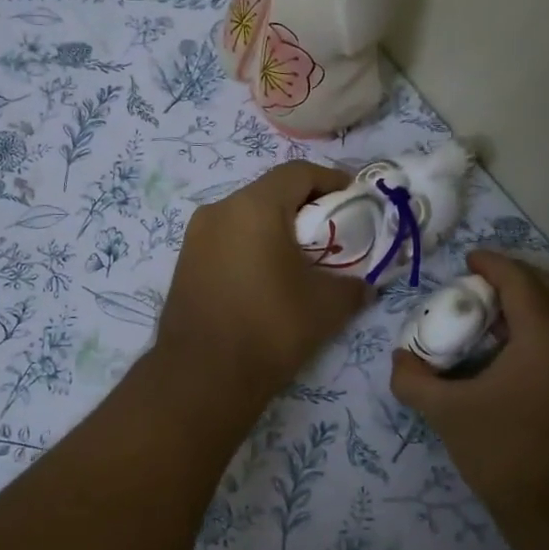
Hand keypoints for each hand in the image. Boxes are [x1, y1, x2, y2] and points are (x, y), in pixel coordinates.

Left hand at [156, 161, 370, 399]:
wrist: (203, 377)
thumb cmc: (271, 328)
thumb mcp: (327, 306)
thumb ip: (354, 285)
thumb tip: (364, 285)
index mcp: (254, 207)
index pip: (298, 173)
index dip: (332, 180)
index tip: (355, 198)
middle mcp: (219, 210)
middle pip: (269, 192)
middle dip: (305, 205)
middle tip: (332, 230)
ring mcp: (195, 237)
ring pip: (245, 216)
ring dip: (276, 228)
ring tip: (302, 257)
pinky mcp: (185, 263)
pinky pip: (227, 239)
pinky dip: (252, 246)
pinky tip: (268, 277)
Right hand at [390, 251, 548, 518]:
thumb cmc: (506, 453)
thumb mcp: (447, 414)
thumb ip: (414, 380)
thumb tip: (399, 360)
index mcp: (544, 333)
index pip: (518, 278)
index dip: (490, 263)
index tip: (466, 260)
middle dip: (515, 275)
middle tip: (478, 286)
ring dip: (534, 298)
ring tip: (495, 315)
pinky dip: (547, 322)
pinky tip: (515, 351)